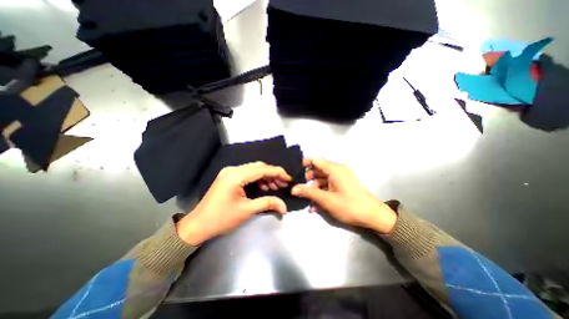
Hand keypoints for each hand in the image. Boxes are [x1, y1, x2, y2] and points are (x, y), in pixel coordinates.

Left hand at [177, 163, 292, 245]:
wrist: (197, 226)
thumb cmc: (221, 219)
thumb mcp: (247, 211)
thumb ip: (268, 203)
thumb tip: (284, 206)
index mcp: (236, 176)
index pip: (262, 169)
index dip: (278, 173)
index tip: (289, 179)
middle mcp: (232, 169)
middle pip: (259, 167)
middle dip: (273, 174)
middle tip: (283, 184)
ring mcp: (229, 172)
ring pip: (253, 169)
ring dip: (266, 177)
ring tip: (276, 187)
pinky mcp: (229, 177)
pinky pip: (247, 174)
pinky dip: (257, 179)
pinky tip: (264, 187)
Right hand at [293, 158, 395, 232]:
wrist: (373, 216)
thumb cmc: (349, 206)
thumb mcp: (327, 200)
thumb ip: (309, 193)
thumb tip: (293, 189)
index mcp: (334, 169)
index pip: (315, 160)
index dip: (304, 164)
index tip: (293, 172)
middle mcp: (337, 170)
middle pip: (318, 170)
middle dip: (307, 180)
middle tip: (298, 188)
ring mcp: (341, 178)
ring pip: (322, 180)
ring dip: (314, 189)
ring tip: (306, 201)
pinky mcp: (343, 185)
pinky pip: (328, 186)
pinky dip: (321, 193)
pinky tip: (315, 206)